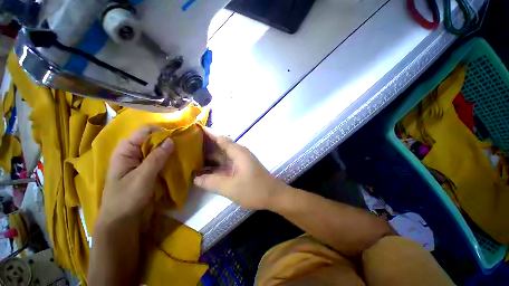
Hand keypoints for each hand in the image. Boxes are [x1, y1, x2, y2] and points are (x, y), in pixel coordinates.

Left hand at [99, 125, 173, 224]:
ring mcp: (138, 160)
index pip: (145, 131)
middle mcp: (132, 151)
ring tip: (181, 152)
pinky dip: (166, 157)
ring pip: (155, 148)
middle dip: (167, 140)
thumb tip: (171, 140)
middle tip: (181, 146)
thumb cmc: (127, 197)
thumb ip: (157, 157)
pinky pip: (157, 158)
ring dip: (168, 149)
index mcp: (126, 149)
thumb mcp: (143, 176)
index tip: (177, 137)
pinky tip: (175, 160)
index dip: (161, 131)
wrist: (121, 220)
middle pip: (151, 138)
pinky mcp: (144, 169)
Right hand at [194, 130, 286, 209]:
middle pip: (220, 145)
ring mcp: (240, 160)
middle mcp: (238, 153)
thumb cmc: (254, 190)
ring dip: (209, 155)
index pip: (220, 138)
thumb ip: (211, 182)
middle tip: (187, 144)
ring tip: (191, 155)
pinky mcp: (240, 167)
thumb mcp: (230, 188)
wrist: (273, 195)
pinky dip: (215, 164)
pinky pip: (225, 162)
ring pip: (222, 154)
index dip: (208, 133)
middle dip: (205, 145)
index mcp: (237, 152)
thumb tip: (195, 178)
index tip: (194, 129)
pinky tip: (205, 168)